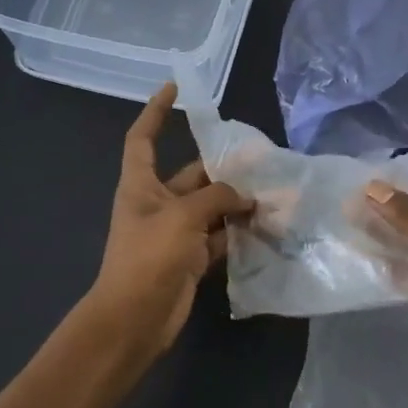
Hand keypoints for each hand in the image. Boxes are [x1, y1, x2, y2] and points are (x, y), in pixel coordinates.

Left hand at [89, 82, 251, 351]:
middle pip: (191, 174)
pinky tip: (266, 224)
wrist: (136, 319)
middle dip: (221, 165)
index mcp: (140, 186)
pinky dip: (238, 231)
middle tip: (260, 156)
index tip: (175, 88)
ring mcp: (176, 233)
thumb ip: (217, 198)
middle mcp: (157, 204)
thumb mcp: (182, 217)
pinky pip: (219, 236)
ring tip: (272, 189)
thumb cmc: (149, 257)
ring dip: (236, 200)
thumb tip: (247, 197)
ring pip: (211, 206)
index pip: (143, 138)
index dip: (156, 112)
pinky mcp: (191, 258)